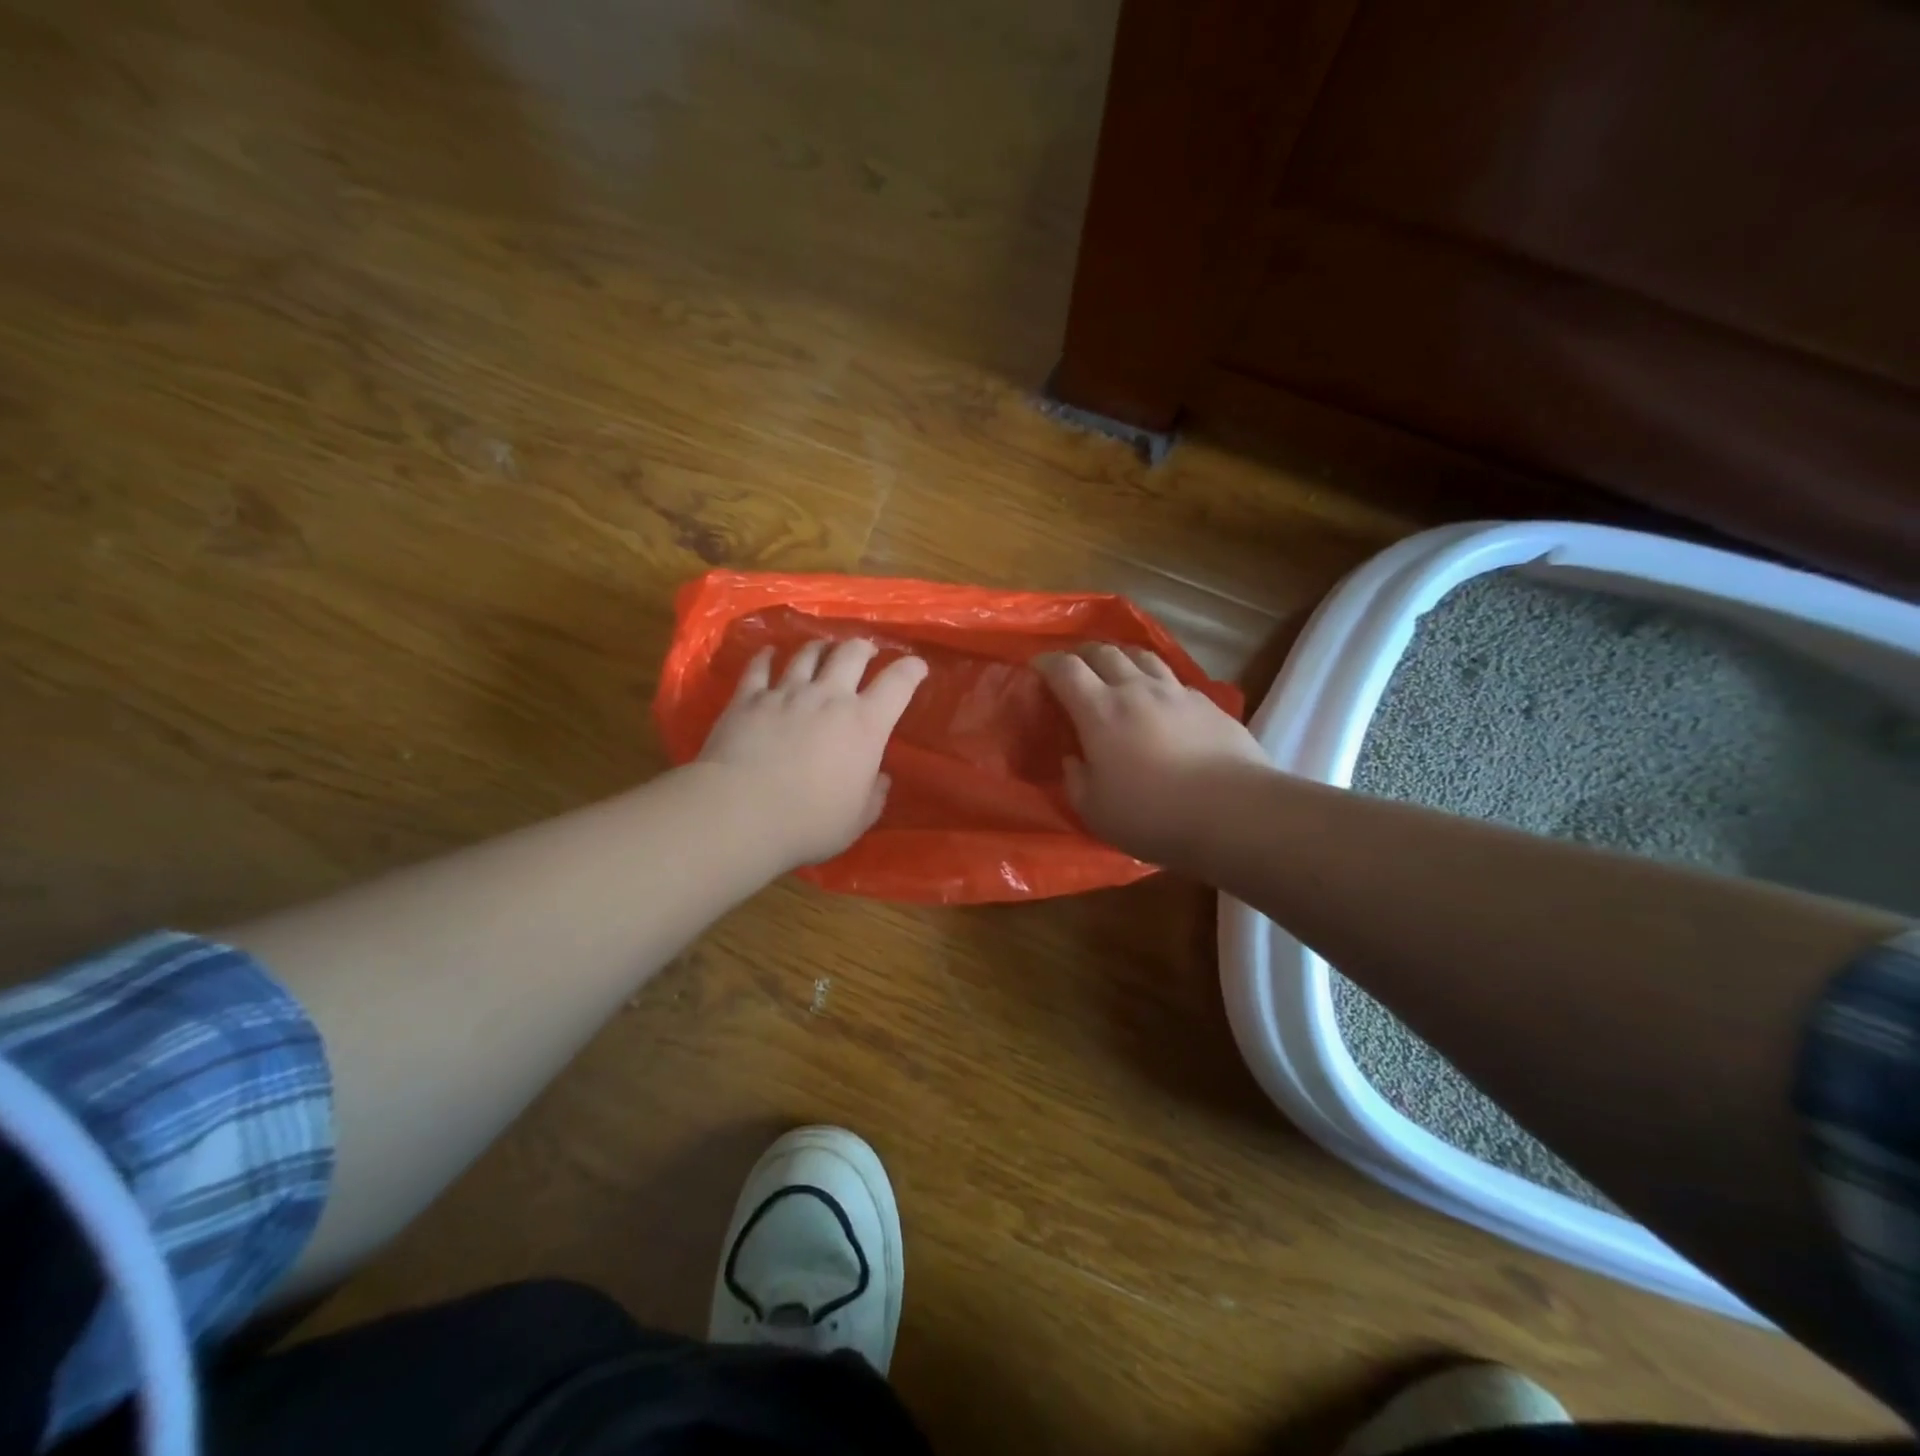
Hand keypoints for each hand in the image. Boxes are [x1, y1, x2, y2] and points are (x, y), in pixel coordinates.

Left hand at [698, 638, 927, 867]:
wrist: (741, 813)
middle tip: (865, 652)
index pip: (898, 683)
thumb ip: (874, 795)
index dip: (911, 670)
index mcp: (865, 724)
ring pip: (808, 653)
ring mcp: (786, 693)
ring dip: (820, 648)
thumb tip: (880, 778)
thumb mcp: (857, 819)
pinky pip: (759, 667)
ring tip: (823, 650)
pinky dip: (767, 656)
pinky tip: (769, 653)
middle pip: (851, 653)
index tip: (916, 667)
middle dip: (863, 648)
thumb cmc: (809, 823)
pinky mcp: (748, 698)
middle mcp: (829, 697)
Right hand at [1034, 644, 1266, 863]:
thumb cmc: (1152, 815)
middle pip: (1104, 652)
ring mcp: (1176, 693)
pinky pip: (1174, 680)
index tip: (1037, 667)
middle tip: (1074, 666)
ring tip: (1116, 670)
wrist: (1233, 812)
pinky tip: (1160, 701)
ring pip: (1142, 656)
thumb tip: (1074, 760)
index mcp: (1100, 711)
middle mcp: (1136, 690)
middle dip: (1082, 654)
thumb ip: (1076, 780)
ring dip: (1122, 658)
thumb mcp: (1095, 810)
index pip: (1065, 669)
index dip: (1047, 662)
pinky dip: (1156, 682)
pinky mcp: (1208, 704)